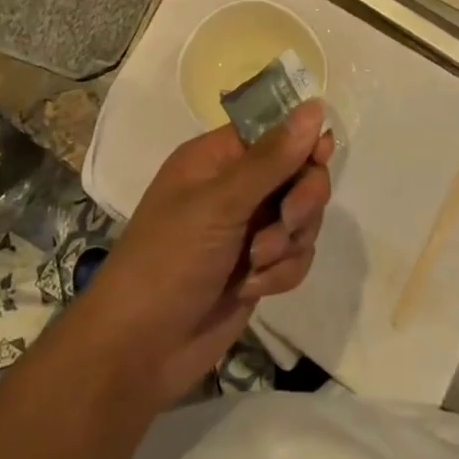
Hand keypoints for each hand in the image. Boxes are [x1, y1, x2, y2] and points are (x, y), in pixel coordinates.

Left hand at [80, 102, 333, 405]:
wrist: (139, 351)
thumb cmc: (168, 261)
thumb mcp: (219, 204)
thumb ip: (271, 159)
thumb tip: (314, 107)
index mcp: (217, 158)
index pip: (274, 131)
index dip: (301, 141)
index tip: (320, 157)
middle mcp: (235, 187)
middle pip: (298, 173)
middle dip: (301, 199)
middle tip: (287, 220)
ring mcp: (248, 229)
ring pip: (302, 217)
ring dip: (288, 241)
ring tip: (255, 264)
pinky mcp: (258, 267)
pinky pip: (296, 255)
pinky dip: (283, 271)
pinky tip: (254, 287)